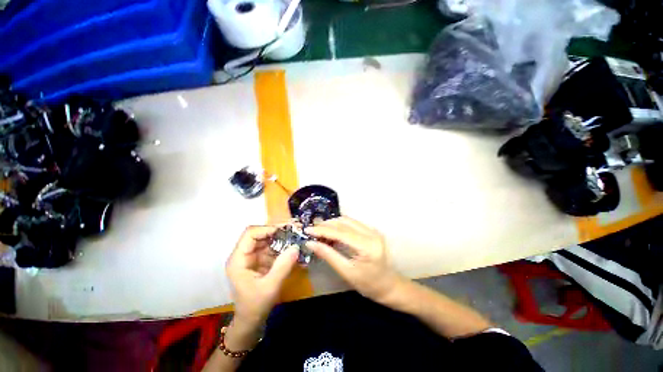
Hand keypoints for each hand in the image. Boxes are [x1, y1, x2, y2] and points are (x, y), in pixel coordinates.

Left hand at [226, 226, 299, 326]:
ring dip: (282, 236)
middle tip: (295, 227)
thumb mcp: (270, 287)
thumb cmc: (255, 306)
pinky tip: (294, 244)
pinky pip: (273, 247)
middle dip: (277, 230)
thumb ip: (283, 266)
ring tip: (297, 233)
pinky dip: (283, 245)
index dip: (266, 229)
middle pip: (260, 234)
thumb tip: (296, 246)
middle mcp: (245, 254)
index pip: (250, 234)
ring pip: (268, 239)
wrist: (252, 320)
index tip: (284, 230)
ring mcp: (253, 257)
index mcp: (239, 259)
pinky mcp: (261, 260)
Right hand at [305, 217, 404, 303]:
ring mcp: (373, 230)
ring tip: (320, 233)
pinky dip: (340, 227)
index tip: (307, 230)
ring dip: (332, 224)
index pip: (340, 232)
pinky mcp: (372, 230)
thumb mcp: (346, 272)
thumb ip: (328, 255)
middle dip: (326, 225)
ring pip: (347, 220)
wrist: (389, 286)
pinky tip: (332, 234)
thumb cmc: (369, 284)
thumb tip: (310, 243)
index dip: (322, 230)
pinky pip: (352, 224)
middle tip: (312, 232)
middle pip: (344, 222)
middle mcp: (371, 233)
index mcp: (367, 246)